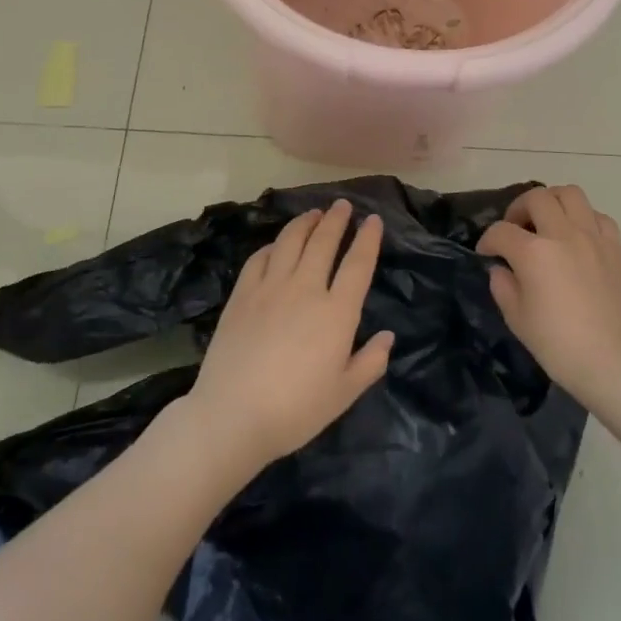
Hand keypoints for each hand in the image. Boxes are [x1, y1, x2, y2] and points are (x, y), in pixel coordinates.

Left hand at [184, 200, 394, 472]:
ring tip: (313, 213)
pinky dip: (272, 245)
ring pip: (291, 241)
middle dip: (336, 219)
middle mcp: (306, 289)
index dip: (368, 238)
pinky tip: (276, 244)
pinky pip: (259, 258)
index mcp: (337, 312)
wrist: (232, 416)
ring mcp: (270, 288)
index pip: (358, 264)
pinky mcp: (242, 295)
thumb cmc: (295, 411)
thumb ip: (370, 363)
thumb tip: (388, 337)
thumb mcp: (343, 394)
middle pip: (324, 242)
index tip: (373, 220)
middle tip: (343, 205)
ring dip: (305, 222)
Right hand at [481, 185, 620, 402]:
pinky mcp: (615, 247)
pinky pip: (598, 215)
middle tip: (516, 229)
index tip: (487, 253)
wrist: (612, 362)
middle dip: (518, 209)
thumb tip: (502, 268)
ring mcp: (593, 237)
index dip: (488, 240)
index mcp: (534, 253)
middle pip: (536, 197)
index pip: (501, 231)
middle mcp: (563, 234)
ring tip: (547, 222)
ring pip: (570, 193)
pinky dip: (584, 218)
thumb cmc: (558, 345)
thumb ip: (503, 286)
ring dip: (553, 202)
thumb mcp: (517, 319)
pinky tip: (578, 236)